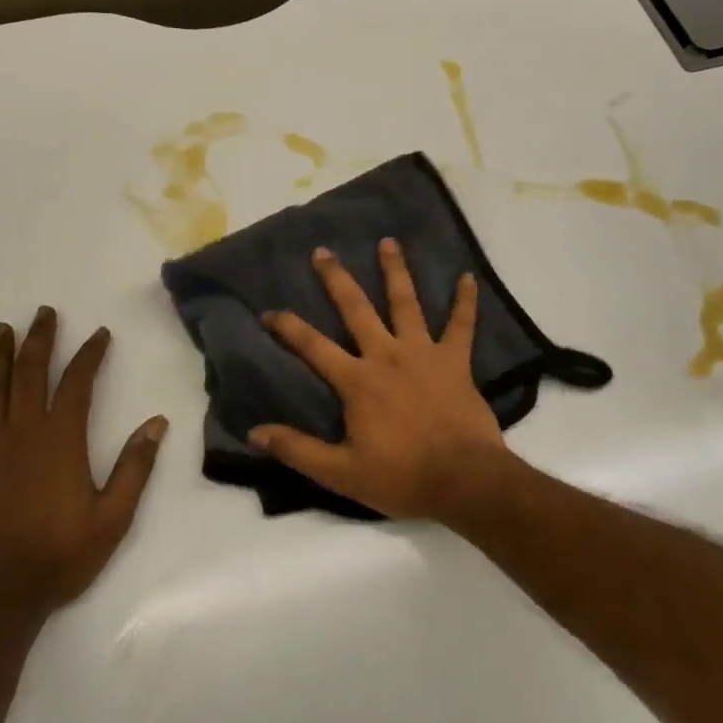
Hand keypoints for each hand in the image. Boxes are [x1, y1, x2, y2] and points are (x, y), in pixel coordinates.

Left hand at [0, 306, 166, 619]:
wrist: (0, 596)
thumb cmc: (62, 555)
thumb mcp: (114, 516)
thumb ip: (135, 466)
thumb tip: (156, 423)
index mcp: (61, 439)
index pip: (78, 383)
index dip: (90, 354)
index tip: (99, 334)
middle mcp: (22, 432)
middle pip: (30, 374)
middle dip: (40, 340)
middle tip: (45, 313)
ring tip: (1, 329)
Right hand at [249, 239, 520, 521]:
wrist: (463, 480)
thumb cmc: (401, 477)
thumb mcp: (340, 473)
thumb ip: (297, 450)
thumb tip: (254, 432)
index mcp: (357, 381)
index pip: (313, 347)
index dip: (288, 327)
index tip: (269, 310)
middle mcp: (386, 356)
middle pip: (356, 309)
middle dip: (337, 279)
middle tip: (323, 252)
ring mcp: (423, 353)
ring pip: (406, 303)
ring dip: (396, 271)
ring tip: (388, 242)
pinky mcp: (455, 361)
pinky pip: (461, 325)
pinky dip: (465, 301)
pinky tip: (468, 277)